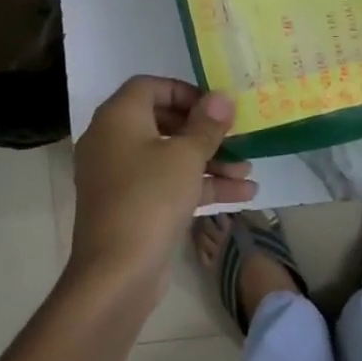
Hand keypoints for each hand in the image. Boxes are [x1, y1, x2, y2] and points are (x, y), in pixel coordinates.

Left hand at [69, 77, 255, 292]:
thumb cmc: (150, 198)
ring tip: (248, 172)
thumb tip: (221, 97)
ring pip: (169, 156)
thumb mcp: (186, 156)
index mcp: (118, 118)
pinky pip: (166, 184)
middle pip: (164, 122)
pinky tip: (241, 195)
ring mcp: (120, 176)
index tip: (215, 108)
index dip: (185, 92)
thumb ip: (207, 124)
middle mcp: (113, 141)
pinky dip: (198, 185)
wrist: (116, 273)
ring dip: (209, 162)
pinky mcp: (131, 206)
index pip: (150, 86)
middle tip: (236, 138)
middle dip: (205, 132)